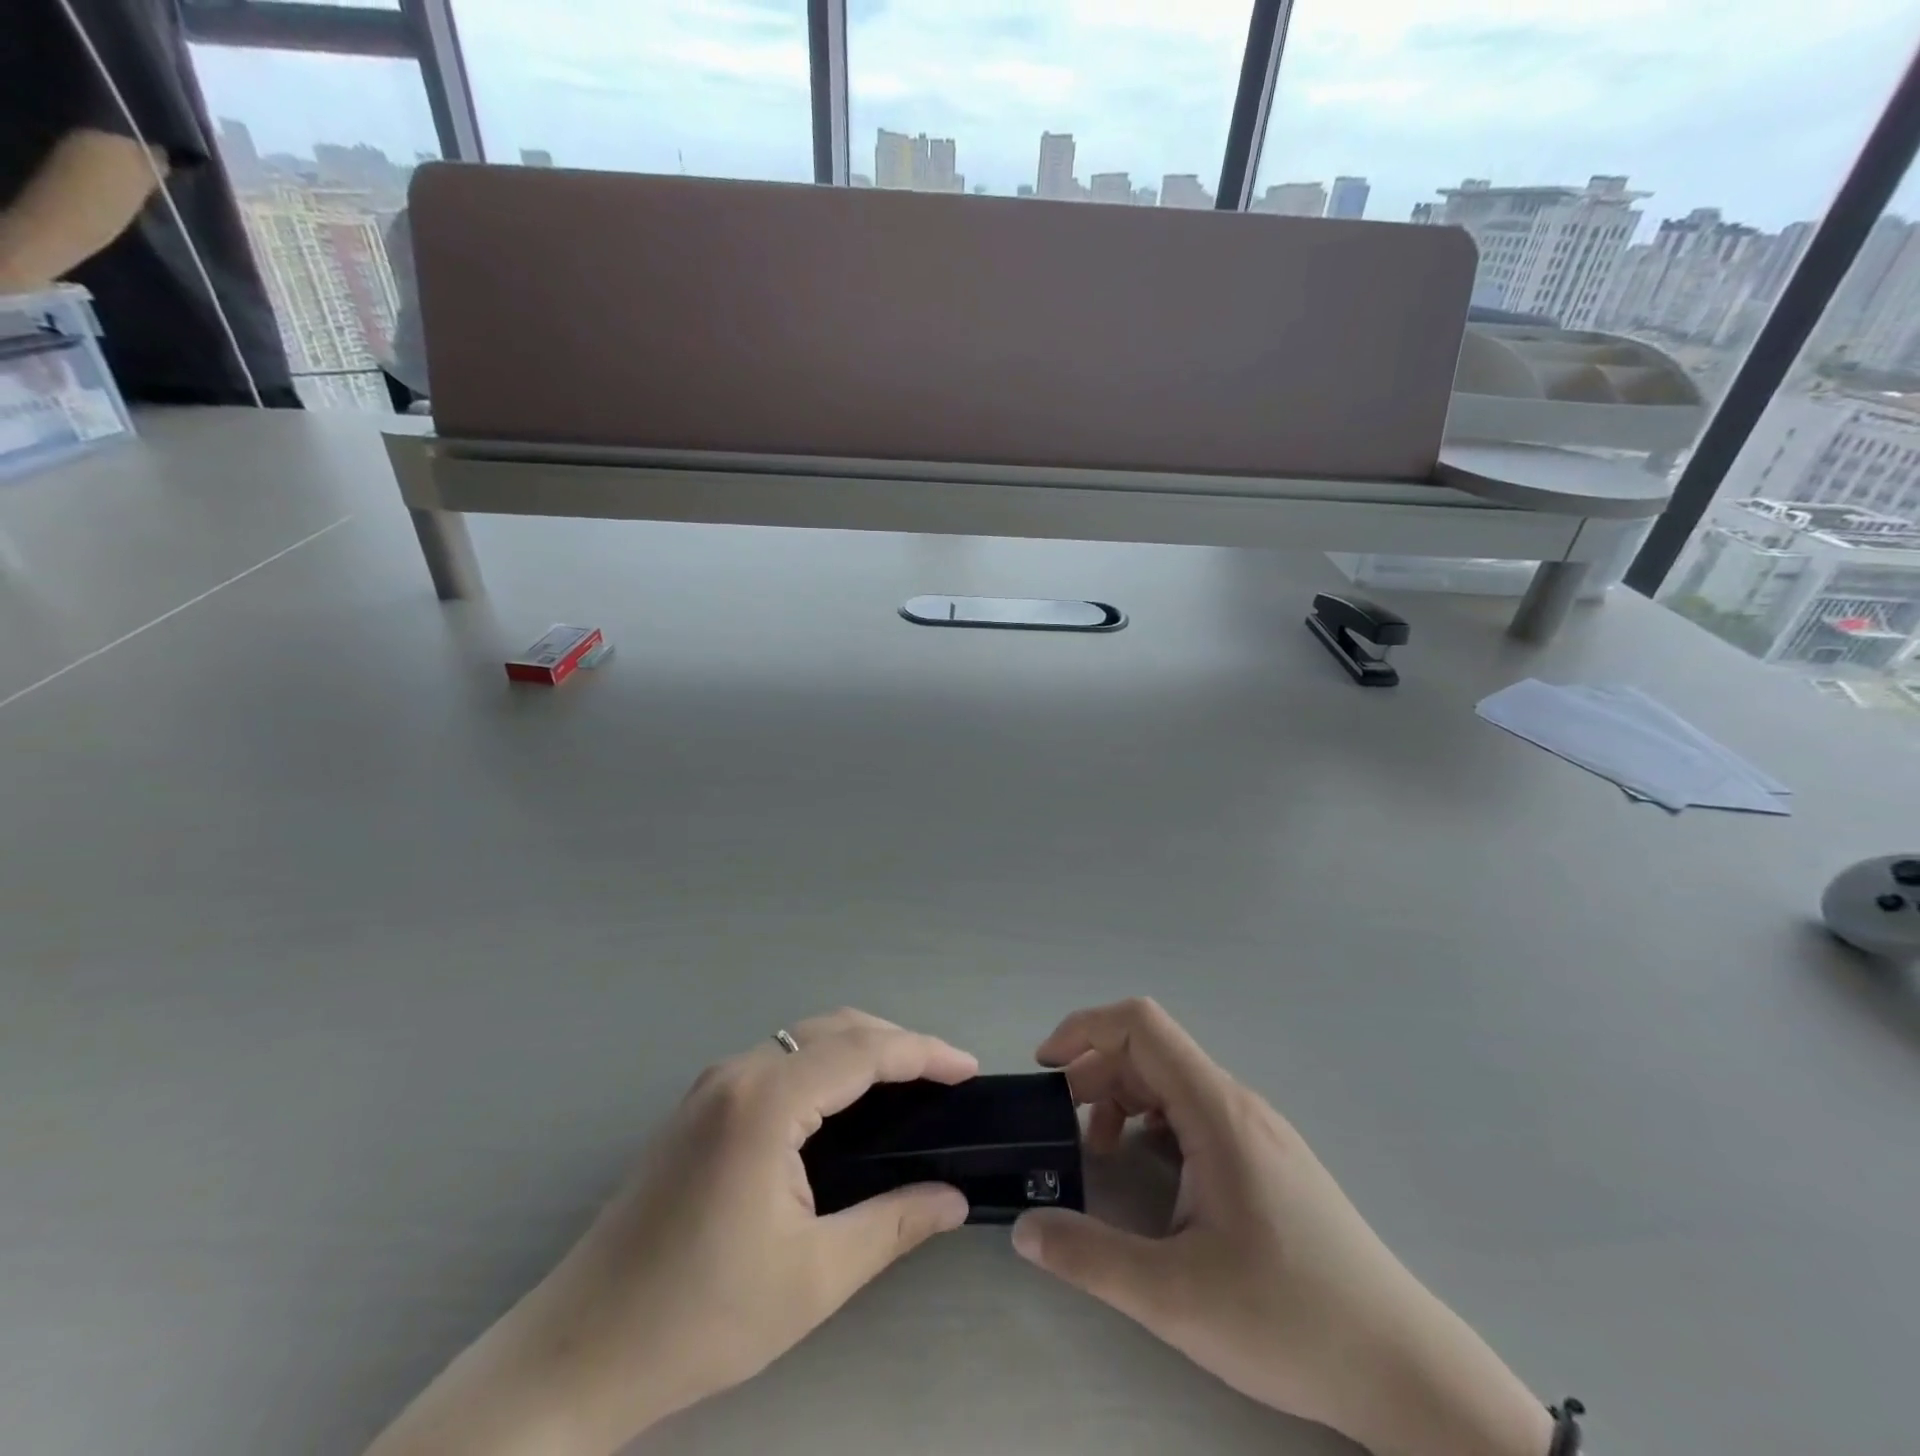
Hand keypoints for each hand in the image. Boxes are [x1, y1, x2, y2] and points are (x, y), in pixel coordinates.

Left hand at [364, 1009, 977, 1455]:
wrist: (577, 1354)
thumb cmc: (700, 1318)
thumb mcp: (813, 1277)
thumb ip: (893, 1224)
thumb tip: (954, 1198)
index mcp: (766, 1101)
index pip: (863, 1050)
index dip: (923, 1052)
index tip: (968, 1069)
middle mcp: (738, 1072)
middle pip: (835, 1028)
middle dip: (897, 1042)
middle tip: (945, 1079)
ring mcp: (713, 1084)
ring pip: (806, 1037)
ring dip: (861, 1048)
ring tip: (908, 1086)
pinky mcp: (700, 1104)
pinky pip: (780, 1059)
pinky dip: (826, 1064)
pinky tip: (845, 1103)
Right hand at [1011, 999, 1553, 1455]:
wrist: (1405, 1369)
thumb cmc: (1291, 1320)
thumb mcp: (1176, 1297)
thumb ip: (1089, 1259)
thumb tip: (1023, 1228)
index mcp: (1217, 1110)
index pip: (1142, 1025)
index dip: (1085, 1028)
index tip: (1046, 1068)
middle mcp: (1237, 1103)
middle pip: (1150, 1051)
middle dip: (1095, 1074)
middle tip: (1063, 1126)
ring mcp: (1256, 1130)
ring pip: (1172, 1081)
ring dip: (1122, 1099)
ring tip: (1099, 1151)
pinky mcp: (1266, 1159)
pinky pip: (1194, 1113)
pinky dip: (1152, 1123)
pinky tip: (1148, 1173)